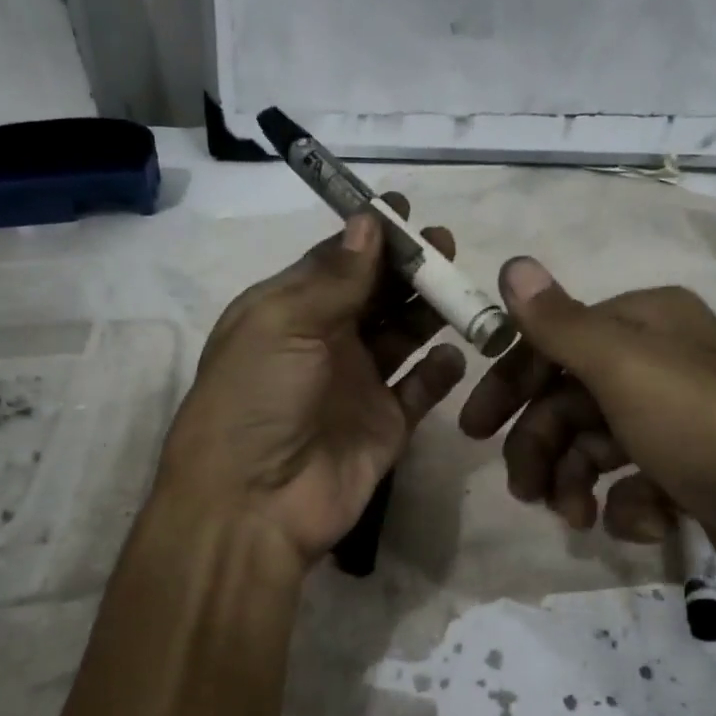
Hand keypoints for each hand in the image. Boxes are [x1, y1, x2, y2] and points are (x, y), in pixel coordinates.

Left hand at [155, 200, 467, 568]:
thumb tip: (368, 222)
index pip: (335, 262)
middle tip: (446, 244)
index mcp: (287, 312)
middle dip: (408, 268)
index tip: (406, 211)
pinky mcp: (386, 424)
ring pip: (402, 335)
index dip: (370, 237)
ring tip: (460, 289)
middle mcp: (324, 343)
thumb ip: (333, 277)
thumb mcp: (282, 324)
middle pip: (375, 294)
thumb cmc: (256, 399)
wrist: (254, 504)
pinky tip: (455, 353)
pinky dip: (439, 370)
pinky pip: (421, 389)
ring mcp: (358, 384)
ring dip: (429, 310)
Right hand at [460, 258, 715, 620]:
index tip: (475, 428)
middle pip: (571, 398)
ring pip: (597, 445)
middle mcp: (664, 364)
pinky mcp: (697, 475)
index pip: (555, 341)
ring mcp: (682, 422)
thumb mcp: (627, 370)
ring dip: (575, 481)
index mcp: (648, 324)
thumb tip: (513, 263)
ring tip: (574, 517)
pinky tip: (646, 523)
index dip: (510, 382)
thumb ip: (562, 324)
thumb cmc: (712, 432)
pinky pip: (637, 483)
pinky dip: (628, 505)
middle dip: (541, 445)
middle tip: (523, 490)